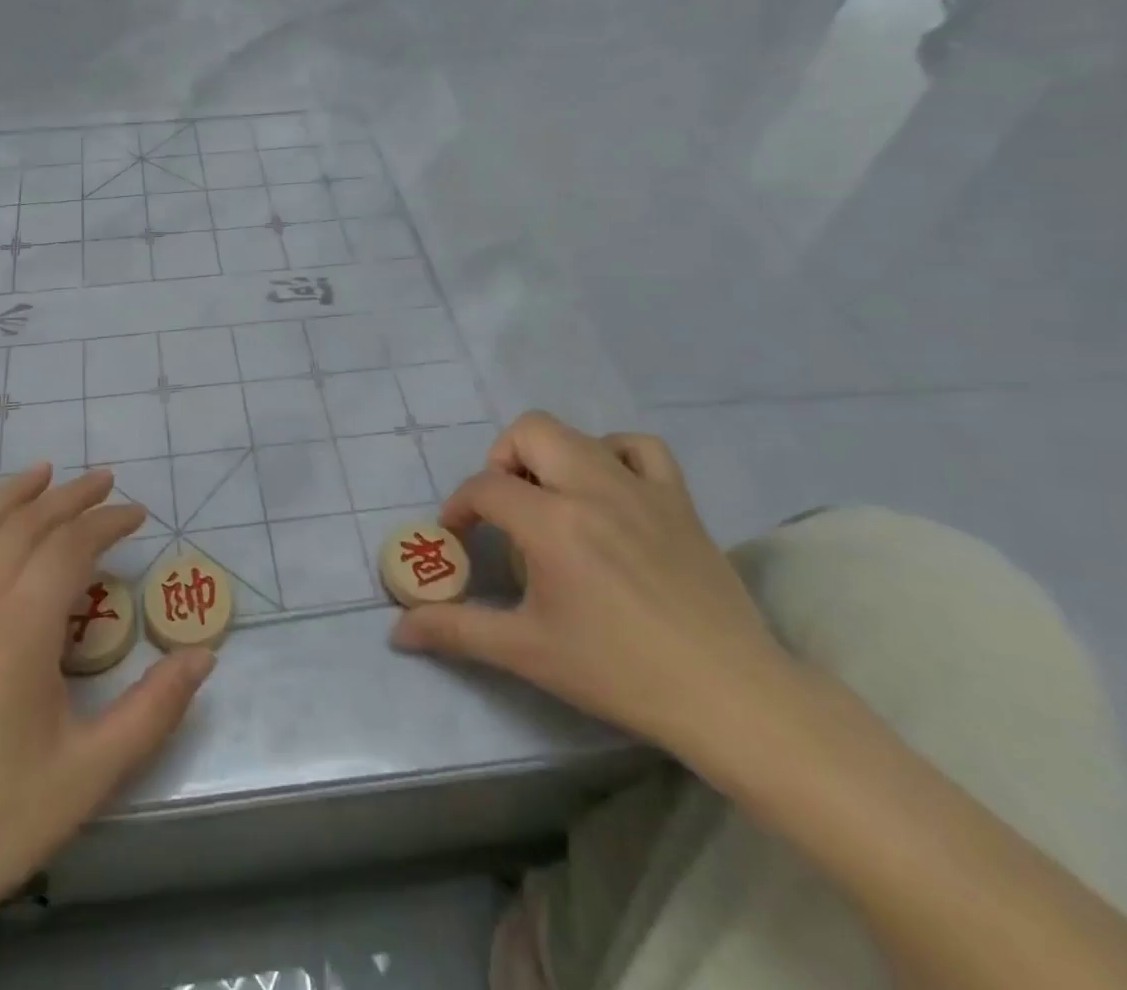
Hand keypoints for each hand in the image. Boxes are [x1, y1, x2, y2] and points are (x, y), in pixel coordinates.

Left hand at [0, 466, 215, 989]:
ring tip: (43, 473)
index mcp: (20, 631)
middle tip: (106, 481)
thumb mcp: (91, 773)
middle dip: (70, 497)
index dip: (107, 522)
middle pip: (25, 527)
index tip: (138, 514)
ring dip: (12, 496)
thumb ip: (154, 710)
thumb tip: (205, 655)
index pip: (70, 548)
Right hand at [391, 412, 796, 761]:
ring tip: (550, 500)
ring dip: (550, 456)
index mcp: (554, 523)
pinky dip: (612, 455)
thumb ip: (456, 631)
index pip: (485, 488)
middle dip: (501, 461)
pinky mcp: (679, 500)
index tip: (459, 536)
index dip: (460, 507)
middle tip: (504, 508)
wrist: (729, 695)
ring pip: (578, 434)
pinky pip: (640, 448)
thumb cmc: (619, 672)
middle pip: (529, 432)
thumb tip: (398, 629)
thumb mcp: (527, 652)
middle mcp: (594, 489)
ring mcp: (642, 489)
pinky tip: (607, 489)